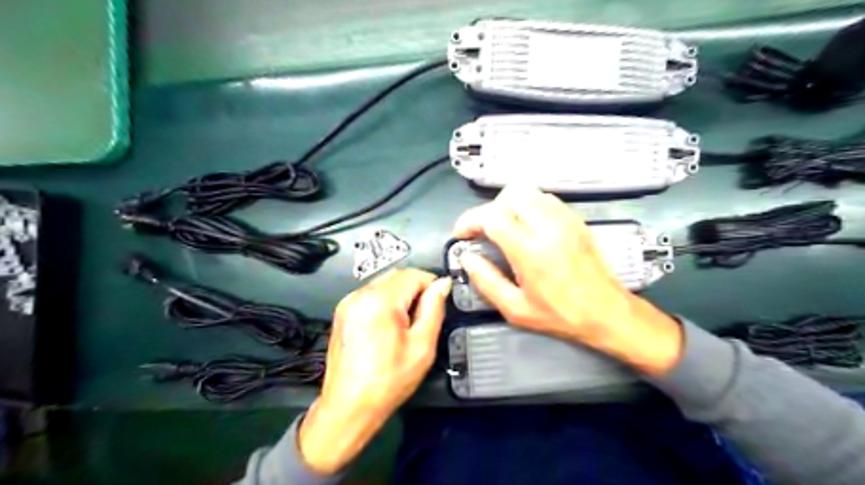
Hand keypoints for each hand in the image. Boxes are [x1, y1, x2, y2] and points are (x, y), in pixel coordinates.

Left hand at [299, 270, 452, 475]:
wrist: (349, 406)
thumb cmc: (386, 381)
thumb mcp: (422, 346)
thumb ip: (434, 309)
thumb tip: (442, 285)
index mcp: (379, 301)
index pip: (414, 274)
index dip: (432, 285)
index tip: (439, 303)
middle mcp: (359, 295)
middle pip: (398, 275)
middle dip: (416, 289)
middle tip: (423, 317)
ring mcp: (348, 303)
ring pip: (385, 283)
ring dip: (401, 295)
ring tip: (405, 326)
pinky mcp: (343, 312)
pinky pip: (371, 294)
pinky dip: (386, 302)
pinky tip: (389, 327)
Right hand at [453, 187, 683, 376]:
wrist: (606, 312)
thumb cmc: (560, 315)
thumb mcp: (516, 309)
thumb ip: (486, 281)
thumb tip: (467, 258)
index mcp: (530, 251)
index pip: (492, 216)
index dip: (470, 220)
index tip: (462, 234)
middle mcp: (548, 227)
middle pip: (508, 196)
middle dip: (488, 211)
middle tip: (483, 231)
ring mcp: (565, 219)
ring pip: (528, 191)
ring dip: (508, 204)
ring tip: (503, 226)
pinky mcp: (576, 219)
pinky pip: (546, 198)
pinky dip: (528, 204)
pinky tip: (527, 224)